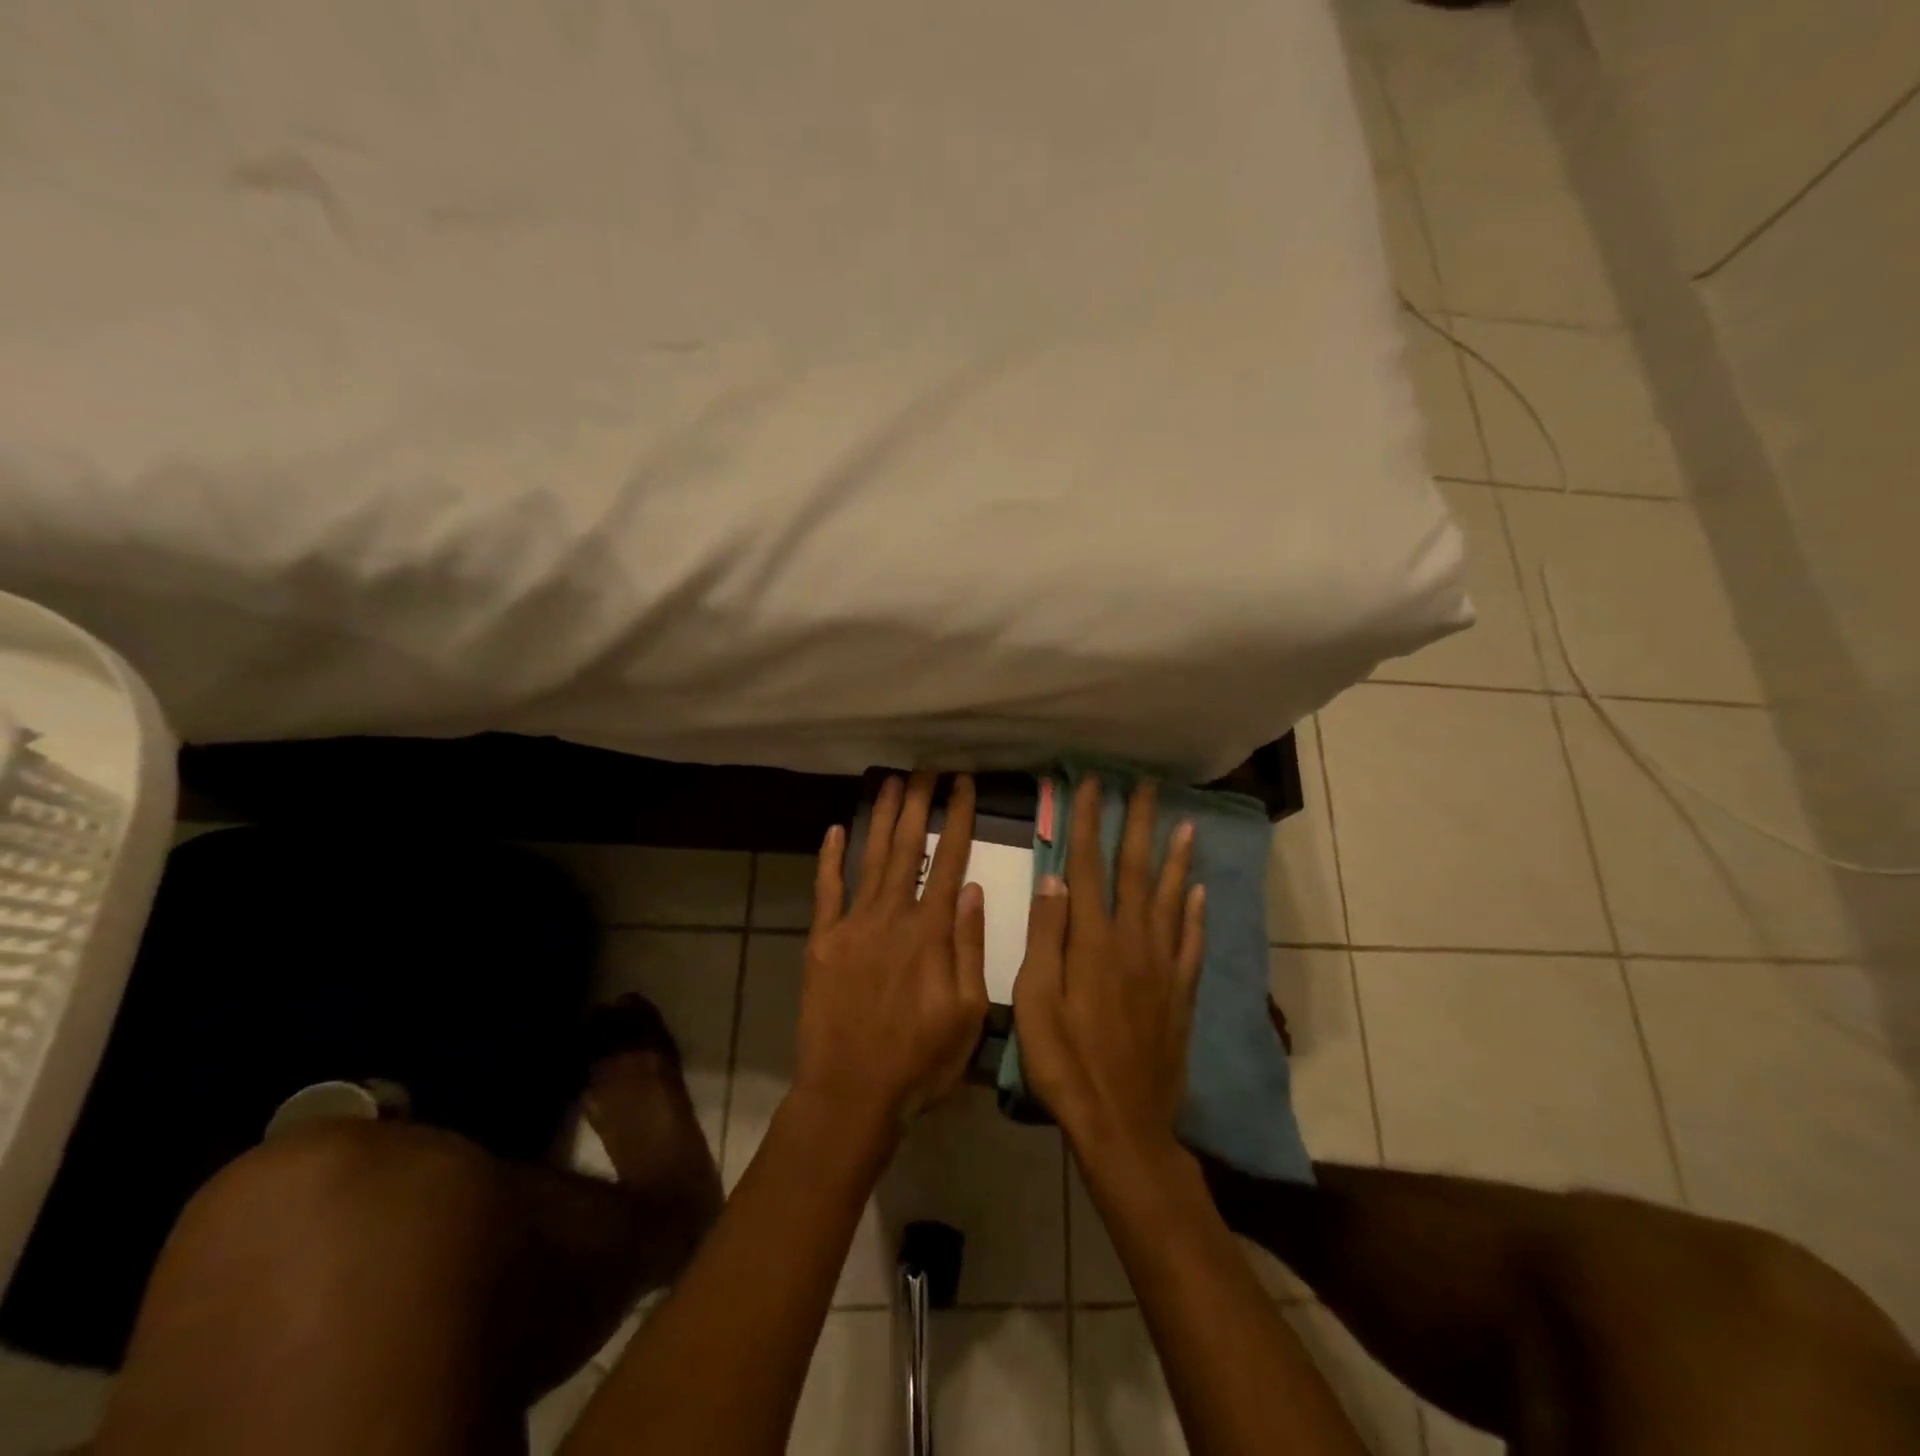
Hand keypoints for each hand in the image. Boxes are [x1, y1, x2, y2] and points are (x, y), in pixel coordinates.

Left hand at [793, 773, 989, 1132]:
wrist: (850, 1092)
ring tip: (892, 782)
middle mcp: (892, 915)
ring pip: (871, 857)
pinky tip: (834, 830)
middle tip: (927, 768)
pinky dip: (830, 859)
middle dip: (919, 803)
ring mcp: (853, 925)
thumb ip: (970, 946)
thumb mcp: (968, 1012)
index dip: (958, 818)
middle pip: (908, 847)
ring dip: (882, 818)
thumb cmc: (919, 1060)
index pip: (950, 860)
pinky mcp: (822, 941)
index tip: (963, 784)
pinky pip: (826, 890)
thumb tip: (973, 888)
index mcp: (931, 931)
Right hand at [1013, 778, 1204, 1158]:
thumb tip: (1054, 881)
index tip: (1092, 785)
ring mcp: (1163, 969)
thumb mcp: (1036, 1003)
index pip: (1087, 867)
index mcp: (1093, 943)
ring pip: (1172, 900)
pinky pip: (1192, 944)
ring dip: (1177, 859)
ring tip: (1185, 824)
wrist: (1123, 1126)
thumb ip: (1045, 939)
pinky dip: (1196, 915)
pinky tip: (1200, 893)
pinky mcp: (1180, 995)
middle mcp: (1134, 944)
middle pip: (1137, 872)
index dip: (1088, 823)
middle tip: (1148, 786)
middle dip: (1139, 825)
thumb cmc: (1065, 1065)